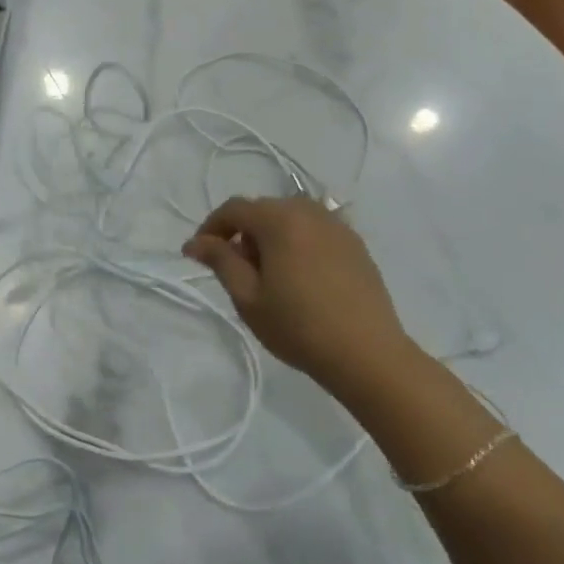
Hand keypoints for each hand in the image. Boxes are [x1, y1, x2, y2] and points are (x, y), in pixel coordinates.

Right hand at [183, 196, 412, 402]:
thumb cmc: (299, 326)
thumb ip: (220, 261)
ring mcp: (336, 225)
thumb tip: (196, 242)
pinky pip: (314, 232)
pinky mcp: (355, 244)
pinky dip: (298, 244)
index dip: (211, 227)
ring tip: (270, 277)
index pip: (234, 209)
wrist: (368, 354)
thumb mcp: (248, 297)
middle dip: (243, 234)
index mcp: (279, 219)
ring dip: (271, 238)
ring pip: (290, 220)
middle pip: (263, 211)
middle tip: (237, 272)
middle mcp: (308, 211)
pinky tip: (301, 278)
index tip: (198, 254)